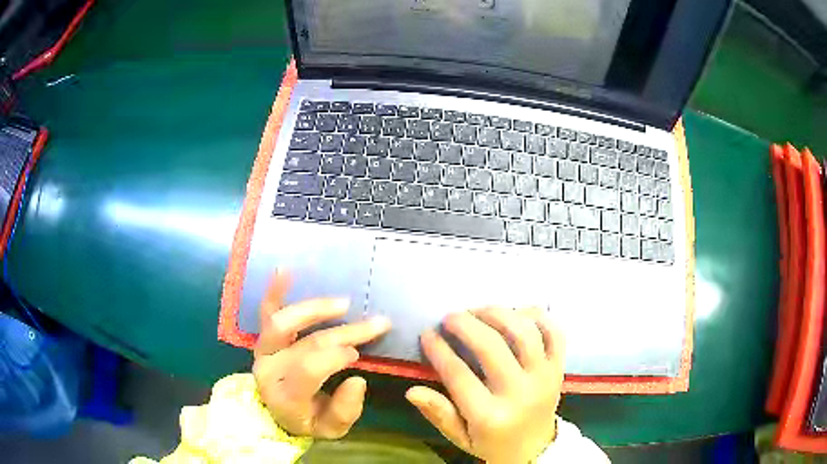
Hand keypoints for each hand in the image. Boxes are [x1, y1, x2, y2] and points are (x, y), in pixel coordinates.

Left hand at [252, 272, 390, 438]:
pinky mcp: (263, 338)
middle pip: (306, 344)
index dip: (336, 357)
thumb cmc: (308, 421)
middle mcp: (268, 369)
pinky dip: (275, 291)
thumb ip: (345, 410)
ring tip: (344, 304)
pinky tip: (285, 270)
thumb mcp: (331, 430)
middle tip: (376, 324)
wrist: (276, 415)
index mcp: (285, 396)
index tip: (360, 353)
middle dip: (345, 333)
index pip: (308, 369)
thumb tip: (357, 379)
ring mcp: (263, 350)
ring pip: (282, 322)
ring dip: (315, 309)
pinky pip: (266, 312)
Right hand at [406, 307, 563, 463]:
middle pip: (492, 347)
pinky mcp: (559, 368)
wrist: (535, 449)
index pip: (459, 375)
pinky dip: (537, 316)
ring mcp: (544, 378)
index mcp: (490, 417)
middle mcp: (520, 394)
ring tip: (479, 311)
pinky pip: (554, 333)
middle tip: (450, 317)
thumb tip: (412, 390)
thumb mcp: (460, 437)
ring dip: (499, 314)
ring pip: (524, 333)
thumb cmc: (493, 442)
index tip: (427, 334)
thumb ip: (438, 413)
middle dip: (466, 324)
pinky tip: (517, 312)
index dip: (439, 350)